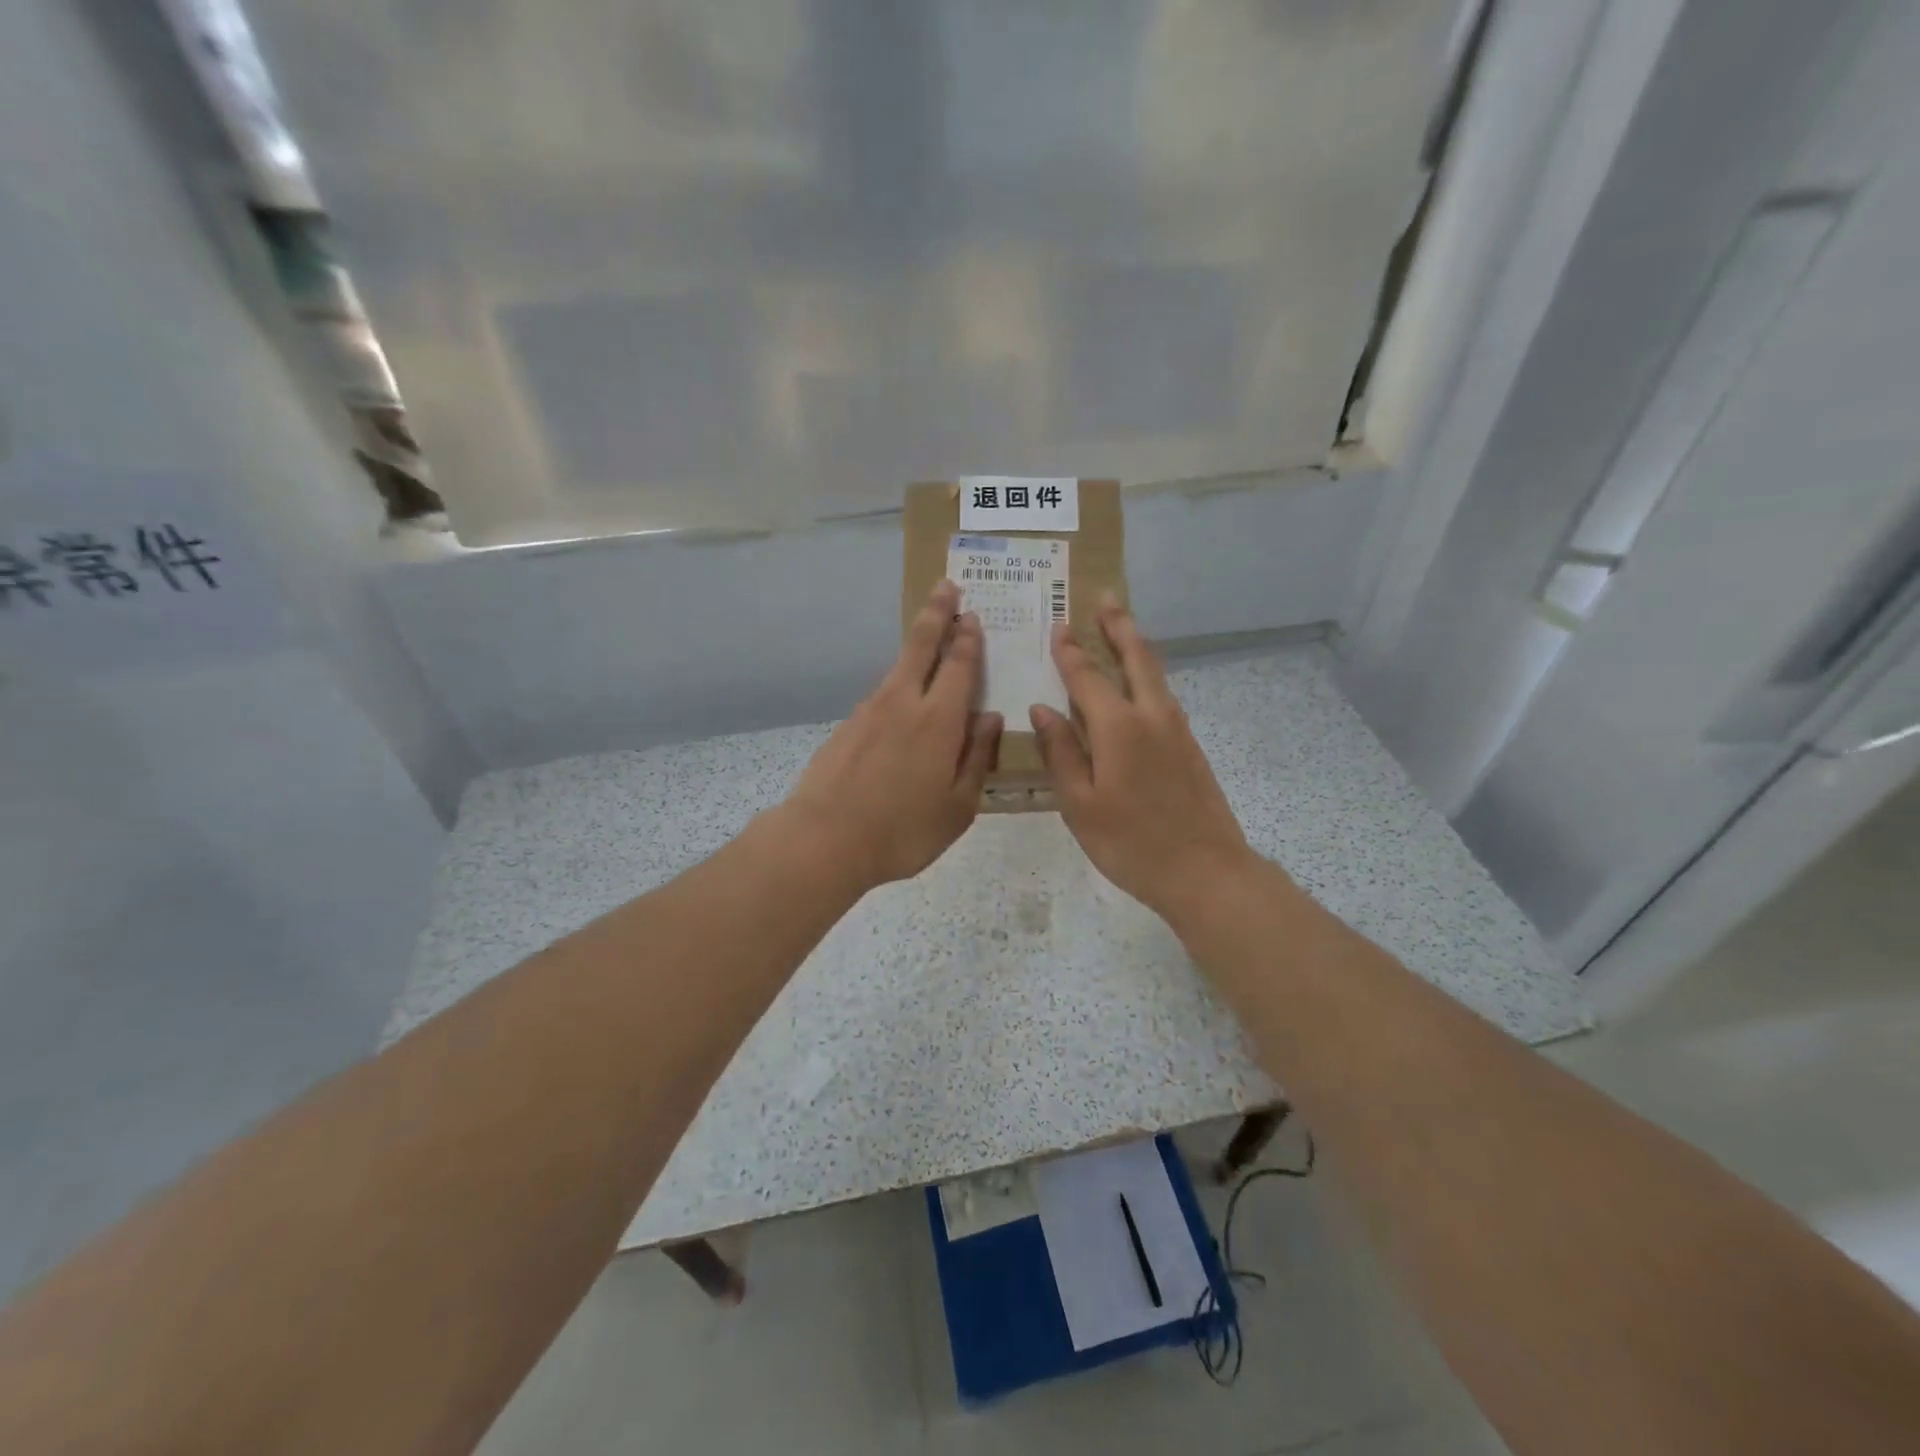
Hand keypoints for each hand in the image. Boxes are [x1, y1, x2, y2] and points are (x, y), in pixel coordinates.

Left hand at [781, 580, 1002, 890]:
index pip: (959, 665)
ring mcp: (869, 711)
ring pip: (898, 668)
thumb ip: (977, 757)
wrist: (823, 839)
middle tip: (946, 586)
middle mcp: (903, 702)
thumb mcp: (957, 806)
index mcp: (938, 720)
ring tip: (929, 638)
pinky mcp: (847, 726)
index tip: (972, 614)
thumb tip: (990, 717)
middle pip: (921, 645)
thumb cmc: (902, 830)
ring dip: (916, 646)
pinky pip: (881, 696)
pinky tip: (900, 703)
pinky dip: (897, 685)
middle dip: (937, 613)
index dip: (968, 638)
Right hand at [1029, 602, 1254, 924]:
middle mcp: (1152, 716)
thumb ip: (1060, 753)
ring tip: (1121, 628)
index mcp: (1118, 727)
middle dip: (1118, 626)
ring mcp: (1177, 730)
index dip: (1070, 651)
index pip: (1086, 676)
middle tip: (1105, 598)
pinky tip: (1139, 686)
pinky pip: (1163, 696)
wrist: (1206, 872)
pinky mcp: (1190, 747)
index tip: (1058, 625)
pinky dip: (1148, 676)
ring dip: (1136, 646)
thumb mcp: (1080, 804)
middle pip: (1135, 657)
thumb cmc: (1131, 843)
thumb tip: (1041, 710)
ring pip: (1155, 674)